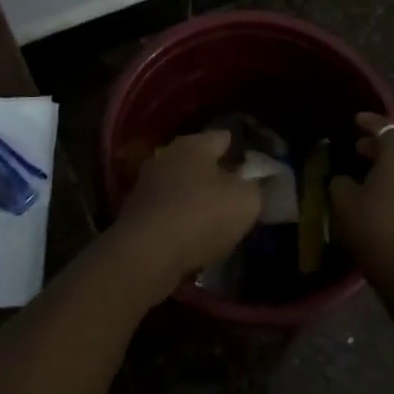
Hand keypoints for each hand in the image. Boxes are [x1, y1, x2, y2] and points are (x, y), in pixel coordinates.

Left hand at [111, 130, 261, 301]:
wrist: (144, 256)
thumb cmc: (200, 217)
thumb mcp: (246, 202)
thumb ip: (258, 188)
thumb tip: (256, 184)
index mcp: (194, 144)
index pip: (225, 137)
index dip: (243, 153)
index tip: (257, 172)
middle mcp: (167, 156)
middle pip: (201, 162)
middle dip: (219, 178)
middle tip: (239, 199)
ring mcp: (147, 185)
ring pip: (182, 188)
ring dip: (198, 201)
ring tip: (218, 223)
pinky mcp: (136, 214)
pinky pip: (168, 212)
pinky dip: (181, 222)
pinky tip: (193, 240)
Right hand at [330, 113, 393, 301]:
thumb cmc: (377, 229)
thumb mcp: (345, 203)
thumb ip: (341, 183)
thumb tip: (345, 180)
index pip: (385, 127)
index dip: (369, 122)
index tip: (356, 120)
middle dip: (379, 146)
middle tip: (357, 150)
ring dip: (390, 168)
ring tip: (368, 177)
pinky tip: (384, 199)